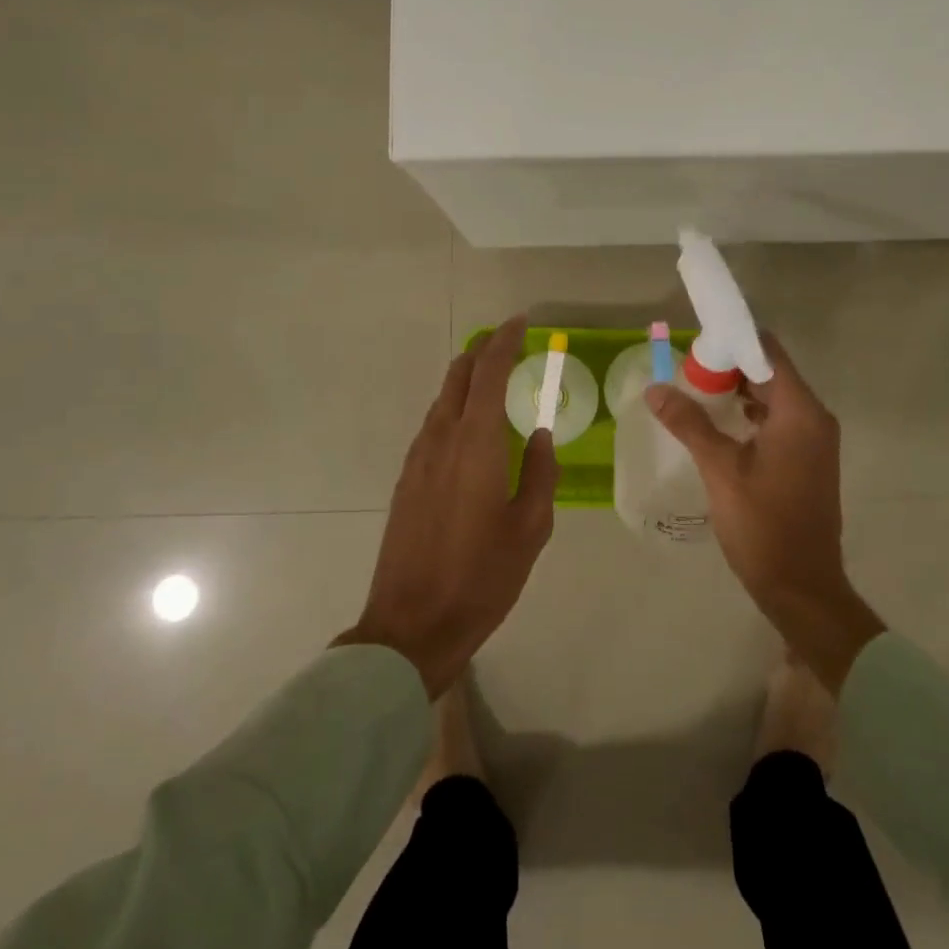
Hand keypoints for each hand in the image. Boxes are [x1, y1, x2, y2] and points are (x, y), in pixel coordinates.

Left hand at [336, 316, 557, 696]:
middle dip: (483, 352)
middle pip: (458, 377)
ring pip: (443, 400)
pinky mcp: (407, 479)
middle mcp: (441, 439)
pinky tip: (471, 426)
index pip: (488, 374)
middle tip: (509, 343)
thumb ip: (541, 473)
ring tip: (495, 380)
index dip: (504, 342)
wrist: (412, 625)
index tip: (521, 323)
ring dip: (467, 380)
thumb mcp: (530, 528)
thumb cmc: (482, 577)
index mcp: (476, 444)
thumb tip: (541, 436)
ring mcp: (418, 459)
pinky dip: (455, 407)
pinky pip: (434, 425)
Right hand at [645, 333, 883, 691]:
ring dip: (739, 391)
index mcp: (800, 412)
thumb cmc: (763, 524)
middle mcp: (814, 418)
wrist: (802, 588)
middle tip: (688, 368)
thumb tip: (655, 389)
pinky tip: (719, 423)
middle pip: (771, 372)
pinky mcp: (809, 460)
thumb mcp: (720, 469)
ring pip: (775, 398)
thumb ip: (689, 423)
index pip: (768, 352)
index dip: (734, 340)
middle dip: (731, 366)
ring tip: (697, 391)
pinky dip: (752, 414)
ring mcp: (815, 441)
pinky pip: (779, 421)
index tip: (698, 341)